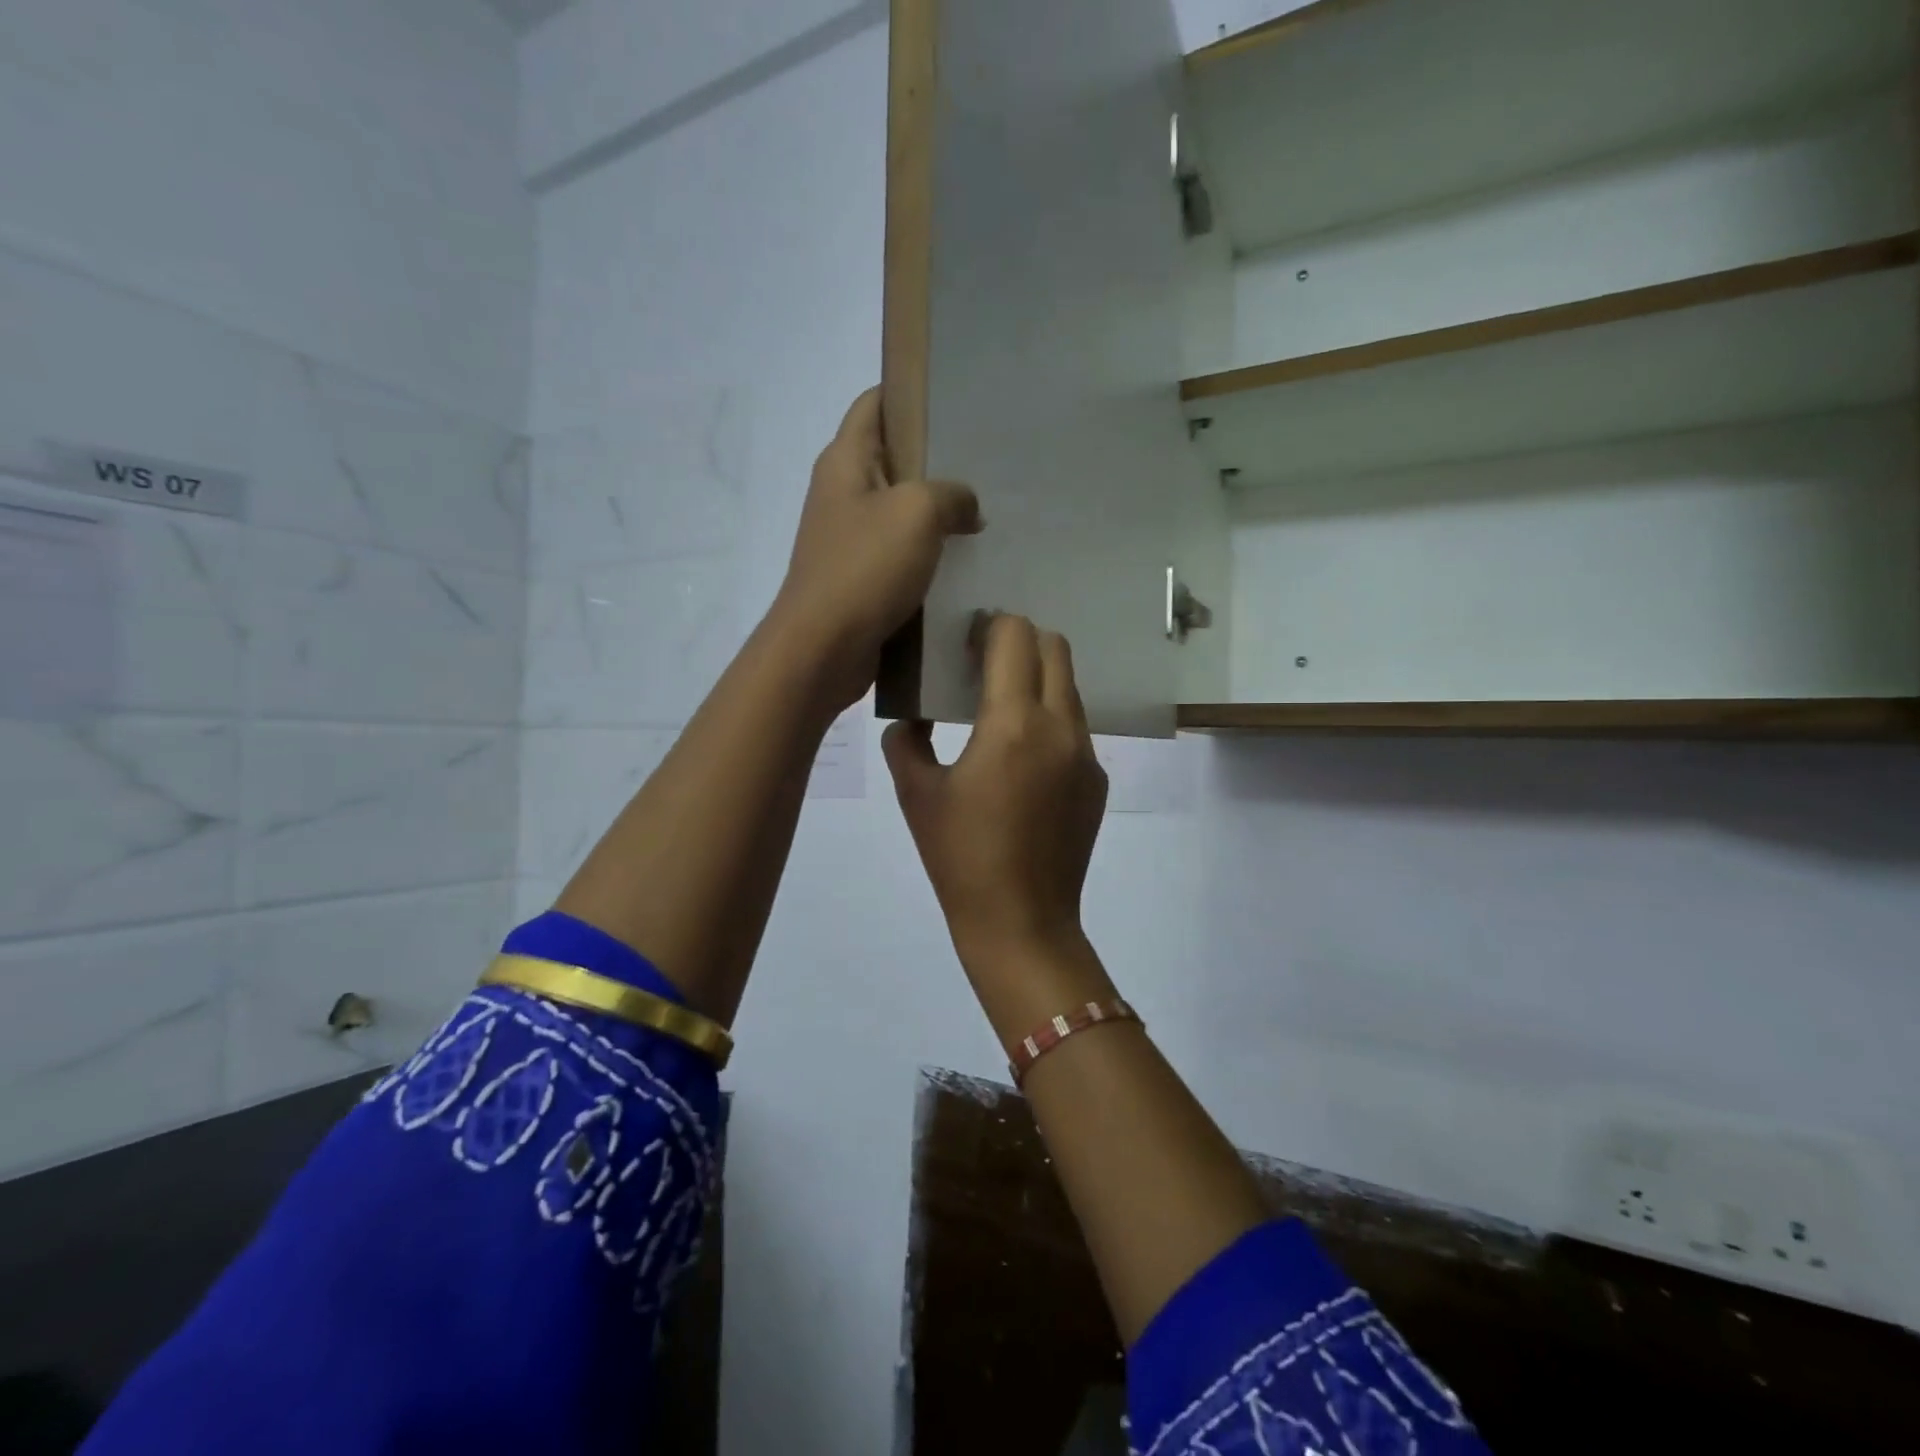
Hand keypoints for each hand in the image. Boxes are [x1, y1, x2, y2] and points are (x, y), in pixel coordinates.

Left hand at [769, 388, 980, 711]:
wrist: (823, 649)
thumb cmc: (865, 569)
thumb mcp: (918, 513)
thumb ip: (952, 495)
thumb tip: (968, 507)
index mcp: (845, 460)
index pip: (875, 403)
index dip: (912, 393)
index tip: (959, 399)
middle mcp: (842, 492)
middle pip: (892, 458)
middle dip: (937, 459)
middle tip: (988, 462)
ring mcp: (848, 538)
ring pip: (899, 511)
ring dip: (936, 513)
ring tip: (984, 513)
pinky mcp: (859, 578)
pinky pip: (899, 554)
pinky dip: (928, 554)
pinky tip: (964, 562)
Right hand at [883, 615, 1109, 972]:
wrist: (1021, 921)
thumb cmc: (960, 857)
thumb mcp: (917, 794)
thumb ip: (907, 741)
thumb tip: (913, 719)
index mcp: (1013, 723)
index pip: (1015, 636)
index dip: (989, 625)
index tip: (964, 640)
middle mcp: (1060, 726)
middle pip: (1054, 648)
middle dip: (1020, 641)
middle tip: (984, 664)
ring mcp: (1086, 754)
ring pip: (1069, 687)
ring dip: (1037, 680)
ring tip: (1001, 709)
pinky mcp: (1096, 780)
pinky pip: (1075, 728)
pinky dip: (1049, 720)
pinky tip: (1022, 759)